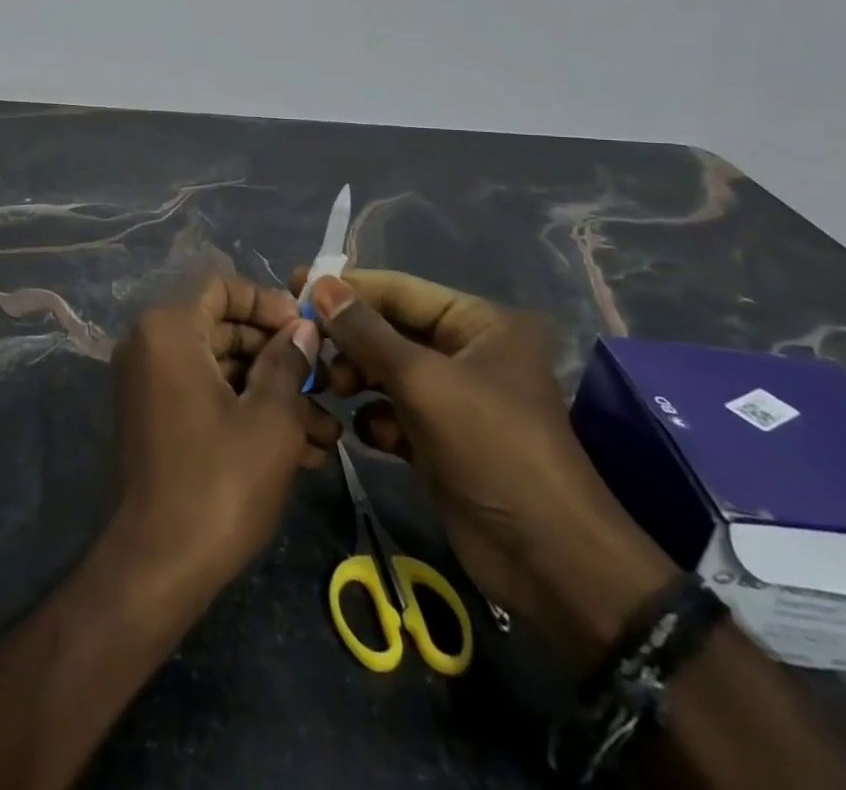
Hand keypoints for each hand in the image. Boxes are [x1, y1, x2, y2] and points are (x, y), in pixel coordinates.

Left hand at [108, 274, 339, 604]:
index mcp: (168, 328)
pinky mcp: (156, 419)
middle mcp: (150, 345)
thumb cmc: (218, 482)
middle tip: (327, 384)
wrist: (157, 567)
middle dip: (279, 357)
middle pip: (222, 328)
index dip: (266, 302)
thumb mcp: (270, 420)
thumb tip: (304, 328)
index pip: (220, 285)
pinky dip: (247, 412)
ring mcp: (149, 384)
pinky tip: (302, 451)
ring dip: (272, 393)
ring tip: (328, 433)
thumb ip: (289, 363)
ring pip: (221, 368)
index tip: (307, 330)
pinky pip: (205, 396)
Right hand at [295, 267, 674, 668]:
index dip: (347, 287)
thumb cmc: (492, 449)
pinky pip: (394, 410)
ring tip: (331, 389)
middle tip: (307, 347)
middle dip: (349, 339)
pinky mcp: (441, 438)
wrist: (549, 561)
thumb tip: (319, 286)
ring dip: (356, 377)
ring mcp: (454, 397)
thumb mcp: (424, 381)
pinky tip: (369, 434)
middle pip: (389, 329)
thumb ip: (366, 332)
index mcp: (478, 323)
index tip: (295, 284)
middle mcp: (467, 352)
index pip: (399, 289)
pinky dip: (376, 417)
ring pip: (386, 370)